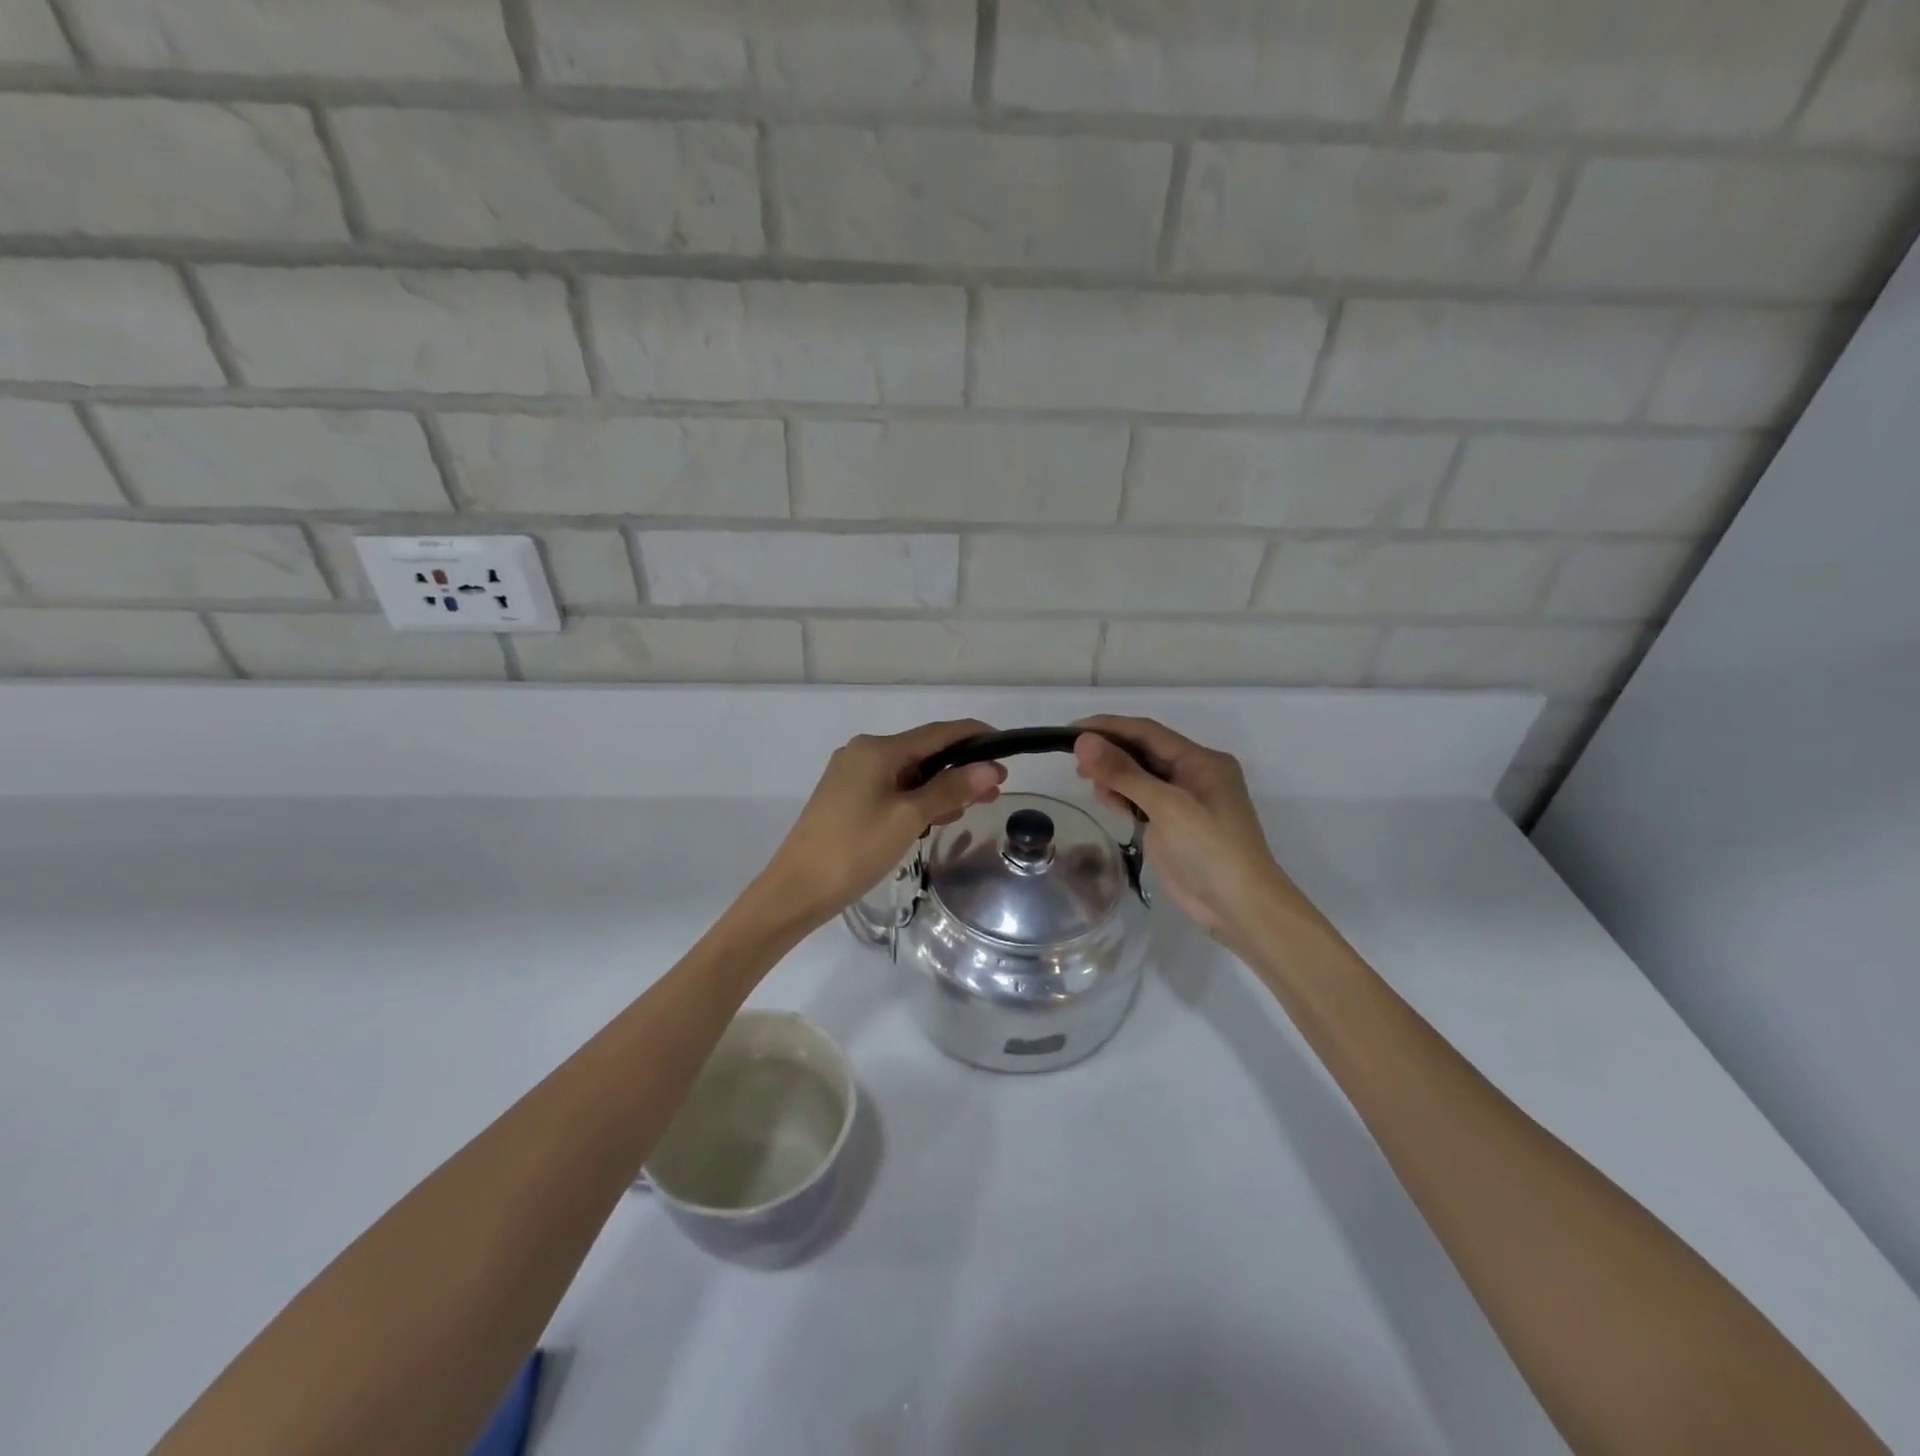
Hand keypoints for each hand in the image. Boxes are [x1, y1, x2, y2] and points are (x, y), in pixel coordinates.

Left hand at [758, 719, 1005, 927]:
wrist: (796, 890)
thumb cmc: (855, 849)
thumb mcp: (908, 818)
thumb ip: (950, 790)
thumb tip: (989, 767)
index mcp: (877, 749)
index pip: (938, 732)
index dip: (974, 737)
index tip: (1006, 749)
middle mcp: (863, 752)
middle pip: (923, 753)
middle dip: (960, 769)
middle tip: (995, 791)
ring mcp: (851, 775)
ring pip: (908, 773)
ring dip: (940, 787)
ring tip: (969, 809)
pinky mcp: (845, 798)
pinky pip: (891, 789)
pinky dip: (916, 799)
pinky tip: (932, 820)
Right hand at [1072, 715, 1310, 950]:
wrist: (1240, 907)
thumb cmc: (1209, 849)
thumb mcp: (1166, 806)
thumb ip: (1124, 772)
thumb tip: (1083, 741)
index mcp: (1201, 760)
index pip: (1147, 732)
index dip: (1108, 727)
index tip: (1070, 731)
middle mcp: (1193, 774)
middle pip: (1142, 751)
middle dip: (1109, 753)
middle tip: (1075, 765)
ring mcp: (1183, 800)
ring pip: (1139, 775)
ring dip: (1114, 777)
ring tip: (1095, 789)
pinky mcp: (1172, 824)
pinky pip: (1141, 799)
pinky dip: (1122, 797)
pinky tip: (1110, 804)